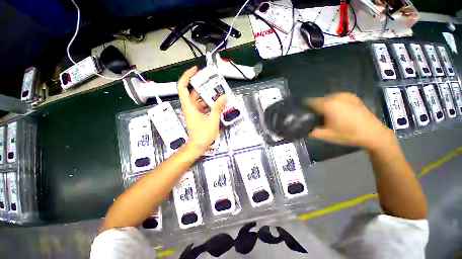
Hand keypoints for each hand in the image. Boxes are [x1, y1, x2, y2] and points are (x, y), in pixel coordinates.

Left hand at [177, 66, 227, 153]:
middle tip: (213, 81)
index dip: (187, 76)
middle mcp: (190, 107)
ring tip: (219, 91)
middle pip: (193, 92)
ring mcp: (194, 112)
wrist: (198, 146)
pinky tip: (218, 103)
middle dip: (203, 86)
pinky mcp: (198, 116)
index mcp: (189, 106)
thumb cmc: (203, 134)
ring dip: (208, 96)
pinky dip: (210, 104)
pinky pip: (203, 106)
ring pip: (200, 100)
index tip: (196, 70)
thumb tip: (224, 96)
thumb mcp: (212, 120)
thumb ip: (218, 107)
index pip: (183, 87)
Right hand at [307, 93, 395, 150]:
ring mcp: (346, 95)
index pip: (309, 101)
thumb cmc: (348, 134)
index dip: (304, 107)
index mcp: (328, 105)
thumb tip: (303, 129)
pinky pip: (337, 98)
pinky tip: (338, 112)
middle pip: (318, 100)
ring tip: (328, 115)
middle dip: (315, 107)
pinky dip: (334, 103)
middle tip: (316, 117)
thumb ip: (311, 132)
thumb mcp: (326, 136)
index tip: (304, 114)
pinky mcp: (353, 97)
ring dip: (324, 105)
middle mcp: (336, 97)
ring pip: (328, 98)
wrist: (374, 134)